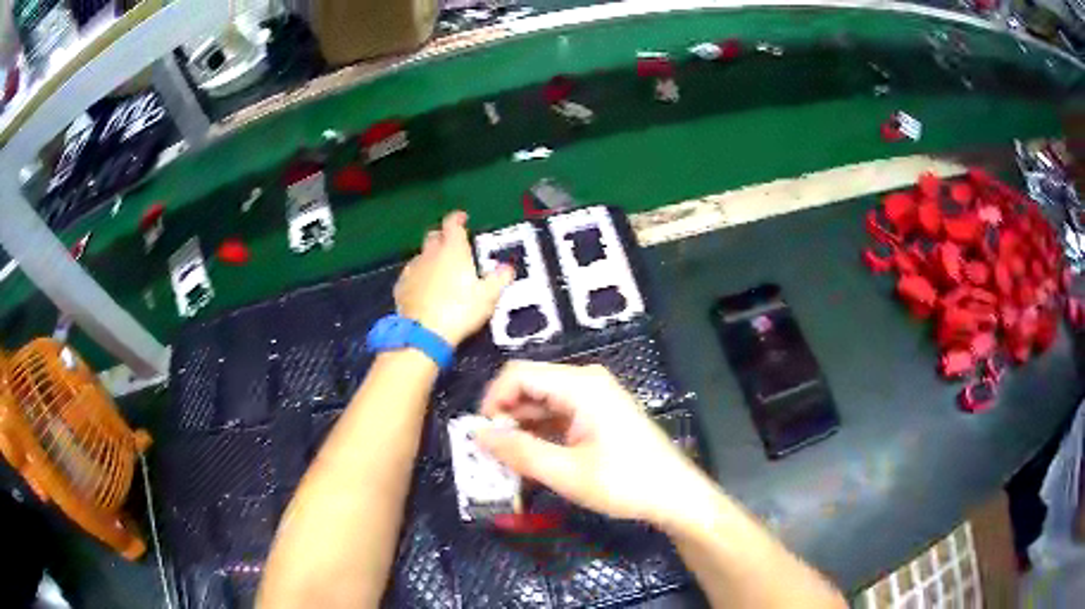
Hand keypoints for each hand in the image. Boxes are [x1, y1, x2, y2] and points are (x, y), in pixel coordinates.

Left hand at [395, 211, 513, 345]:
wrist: (424, 334)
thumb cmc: (460, 310)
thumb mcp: (488, 296)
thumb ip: (499, 279)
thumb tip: (508, 268)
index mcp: (452, 250)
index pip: (452, 223)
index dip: (457, 218)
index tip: (463, 218)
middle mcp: (430, 254)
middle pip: (433, 236)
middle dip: (442, 237)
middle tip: (453, 246)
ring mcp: (412, 269)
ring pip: (420, 256)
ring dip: (430, 258)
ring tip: (439, 271)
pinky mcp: (401, 286)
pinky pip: (411, 275)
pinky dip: (418, 277)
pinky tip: (423, 289)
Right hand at [476, 361, 705, 525]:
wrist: (675, 495)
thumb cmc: (626, 482)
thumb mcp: (567, 473)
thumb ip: (519, 451)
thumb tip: (477, 434)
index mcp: (580, 385)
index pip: (518, 374)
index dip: (492, 400)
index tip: (480, 436)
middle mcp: (585, 381)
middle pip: (529, 386)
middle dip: (504, 416)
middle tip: (489, 454)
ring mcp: (593, 397)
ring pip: (540, 402)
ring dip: (520, 428)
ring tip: (506, 461)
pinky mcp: (596, 413)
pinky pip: (556, 415)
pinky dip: (539, 433)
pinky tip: (530, 459)